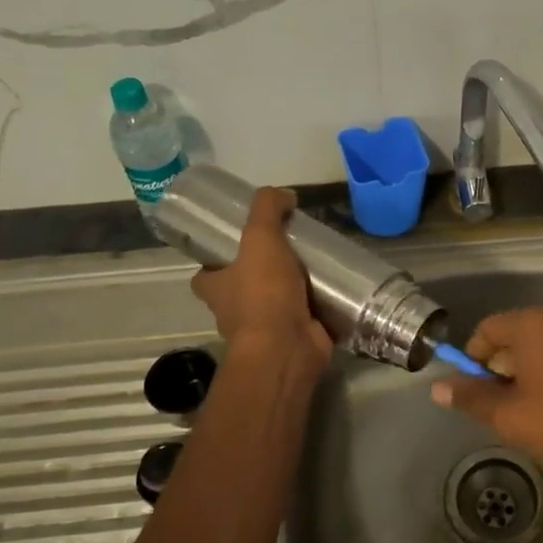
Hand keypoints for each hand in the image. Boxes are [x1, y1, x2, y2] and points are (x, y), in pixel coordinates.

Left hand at [190, 189, 331, 370]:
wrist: (287, 347)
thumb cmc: (263, 294)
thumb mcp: (260, 238)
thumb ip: (267, 209)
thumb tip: (284, 194)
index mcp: (215, 288)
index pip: (207, 273)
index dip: (218, 261)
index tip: (241, 244)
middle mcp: (234, 311)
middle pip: (242, 288)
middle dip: (262, 274)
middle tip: (291, 250)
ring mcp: (264, 330)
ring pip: (275, 304)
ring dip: (292, 291)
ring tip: (319, 265)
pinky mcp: (293, 339)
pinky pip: (305, 319)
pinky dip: (317, 308)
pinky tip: (336, 289)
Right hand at [430, 308, 542, 500]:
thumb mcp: (508, 415)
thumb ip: (470, 398)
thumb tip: (437, 388)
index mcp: (532, 324)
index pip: (487, 329)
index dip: (473, 359)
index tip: (474, 392)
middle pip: (513, 337)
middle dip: (499, 369)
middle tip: (498, 407)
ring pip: (539, 349)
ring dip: (524, 375)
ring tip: (524, 413)